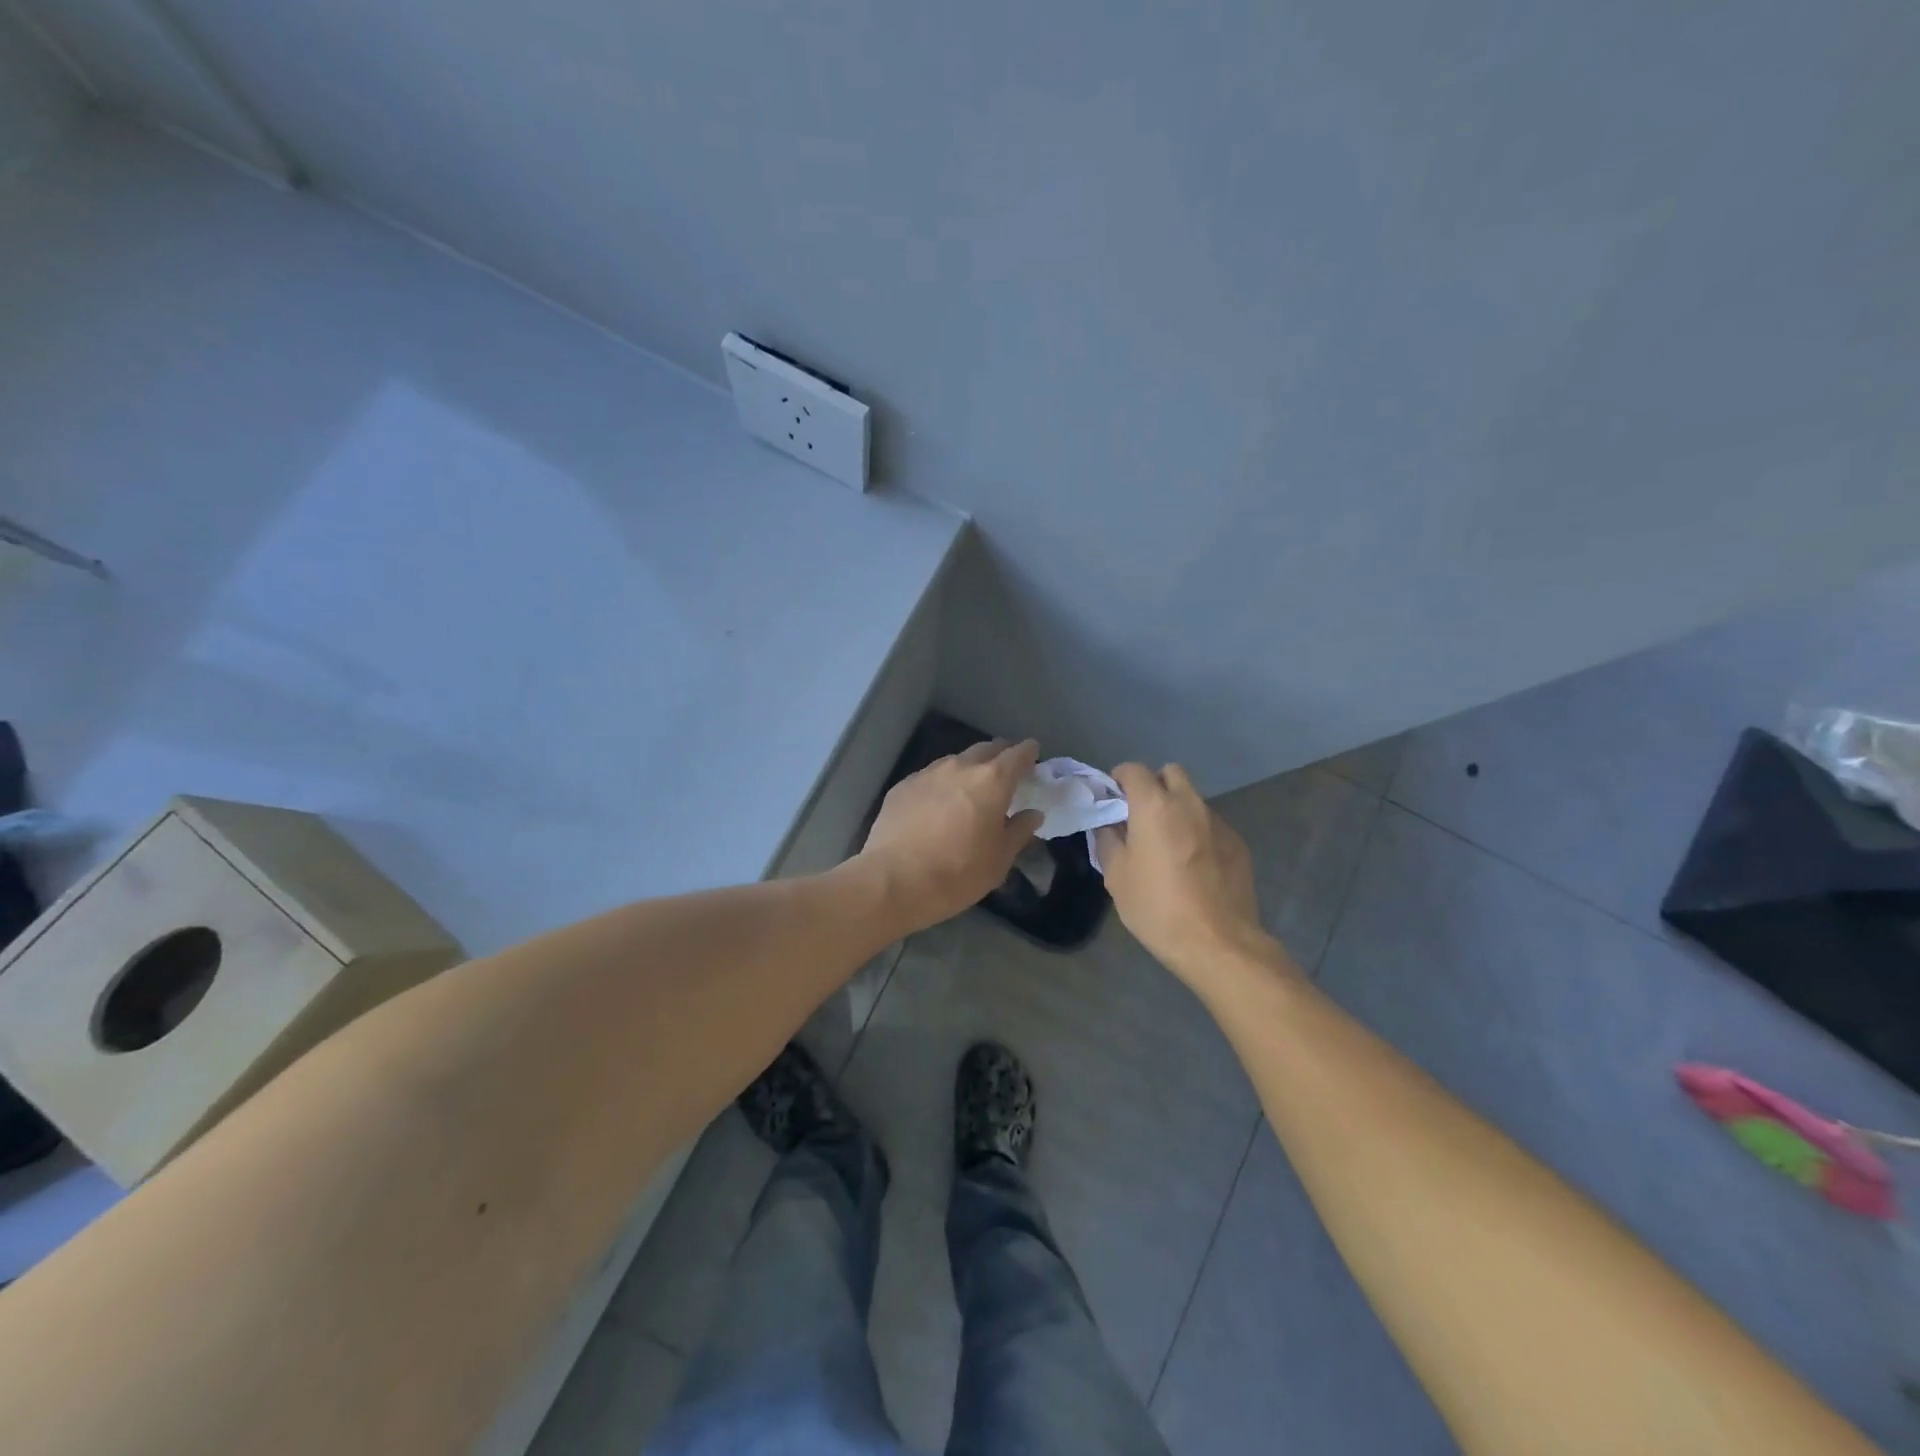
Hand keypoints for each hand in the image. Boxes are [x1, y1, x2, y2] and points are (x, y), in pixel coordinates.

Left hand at [857, 739, 1044, 934]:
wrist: (895, 880)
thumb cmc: (958, 873)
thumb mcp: (999, 860)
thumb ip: (1019, 831)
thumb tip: (1032, 814)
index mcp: (992, 781)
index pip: (1018, 753)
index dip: (1028, 752)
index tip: (1033, 754)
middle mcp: (960, 767)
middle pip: (985, 749)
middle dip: (999, 755)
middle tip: (1005, 771)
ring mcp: (928, 773)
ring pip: (956, 760)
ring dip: (969, 768)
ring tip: (971, 787)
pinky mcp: (902, 786)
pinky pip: (930, 776)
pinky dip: (942, 783)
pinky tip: (938, 803)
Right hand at [1095, 763, 1291, 990]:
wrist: (1218, 943)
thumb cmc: (1157, 908)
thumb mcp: (1116, 877)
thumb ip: (1108, 841)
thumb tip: (1108, 825)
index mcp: (1154, 806)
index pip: (1133, 770)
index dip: (1119, 779)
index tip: (1112, 800)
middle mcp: (1189, 804)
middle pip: (1171, 773)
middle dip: (1154, 786)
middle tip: (1142, 817)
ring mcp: (1218, 822)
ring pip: (1193, 800)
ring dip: (1178, 810)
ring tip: (1169, 846)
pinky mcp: (1238, 844)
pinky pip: (1212, 825)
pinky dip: (1198, 834)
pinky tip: (1194, 866)